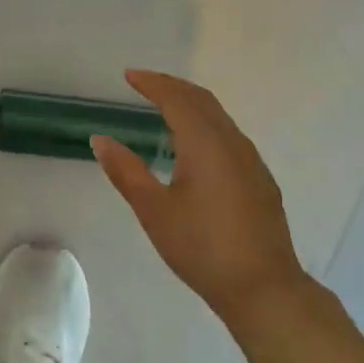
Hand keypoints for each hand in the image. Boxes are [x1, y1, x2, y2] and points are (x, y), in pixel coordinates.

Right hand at [92, 70, 310, 328]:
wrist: (263, 287)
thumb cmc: (201, 248)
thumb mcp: (154, 210)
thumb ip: (126, 171)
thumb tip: (100, 139)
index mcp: (205, 144)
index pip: (177, 100)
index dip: (152, 84)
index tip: (129, 75)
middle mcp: (232, 143)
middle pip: (202, 101)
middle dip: (173, 87)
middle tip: (145, 83)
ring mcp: (251, 162)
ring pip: (219, 118)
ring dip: (191, 105)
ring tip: (166, 108)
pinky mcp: (259, 180)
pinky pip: (229, 136)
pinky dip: (206, 125)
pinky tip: (195, 146)